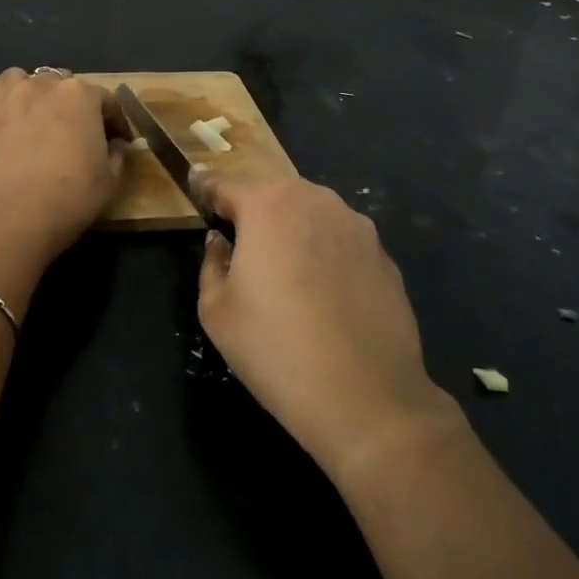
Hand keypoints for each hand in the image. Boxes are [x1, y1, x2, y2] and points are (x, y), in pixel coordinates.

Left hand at [0, 67, 123, 269]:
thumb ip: (115, 154)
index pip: (104, 100)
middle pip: (58, 84)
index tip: (118, 140)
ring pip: (15, 80)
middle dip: (69, 104)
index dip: (114, 120)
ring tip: (31, 115)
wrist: (12, 222)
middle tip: (73, 133)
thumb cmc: (69, 199)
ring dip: (25, 92)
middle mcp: (39, 86)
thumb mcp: (110, 181)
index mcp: (79, 95)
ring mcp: (0, 101)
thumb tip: (115, 144)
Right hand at [193, 171, 453, 485]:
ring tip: (284, 272)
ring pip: (311, 216)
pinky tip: (323, 296)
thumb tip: (221, 242)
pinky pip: (341, 243)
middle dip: (253, 210)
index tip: (194, 180)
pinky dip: (326, 255)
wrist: (366, 398)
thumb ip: (212, 263)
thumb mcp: (216, 310)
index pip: (224, 185)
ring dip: (293, 231)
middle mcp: (315, 201)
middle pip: (272, 195)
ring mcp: (356, 227)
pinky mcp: (385, 257)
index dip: (205, 185)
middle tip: (239, 242)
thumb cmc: (275, 349)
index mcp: (266, 205)